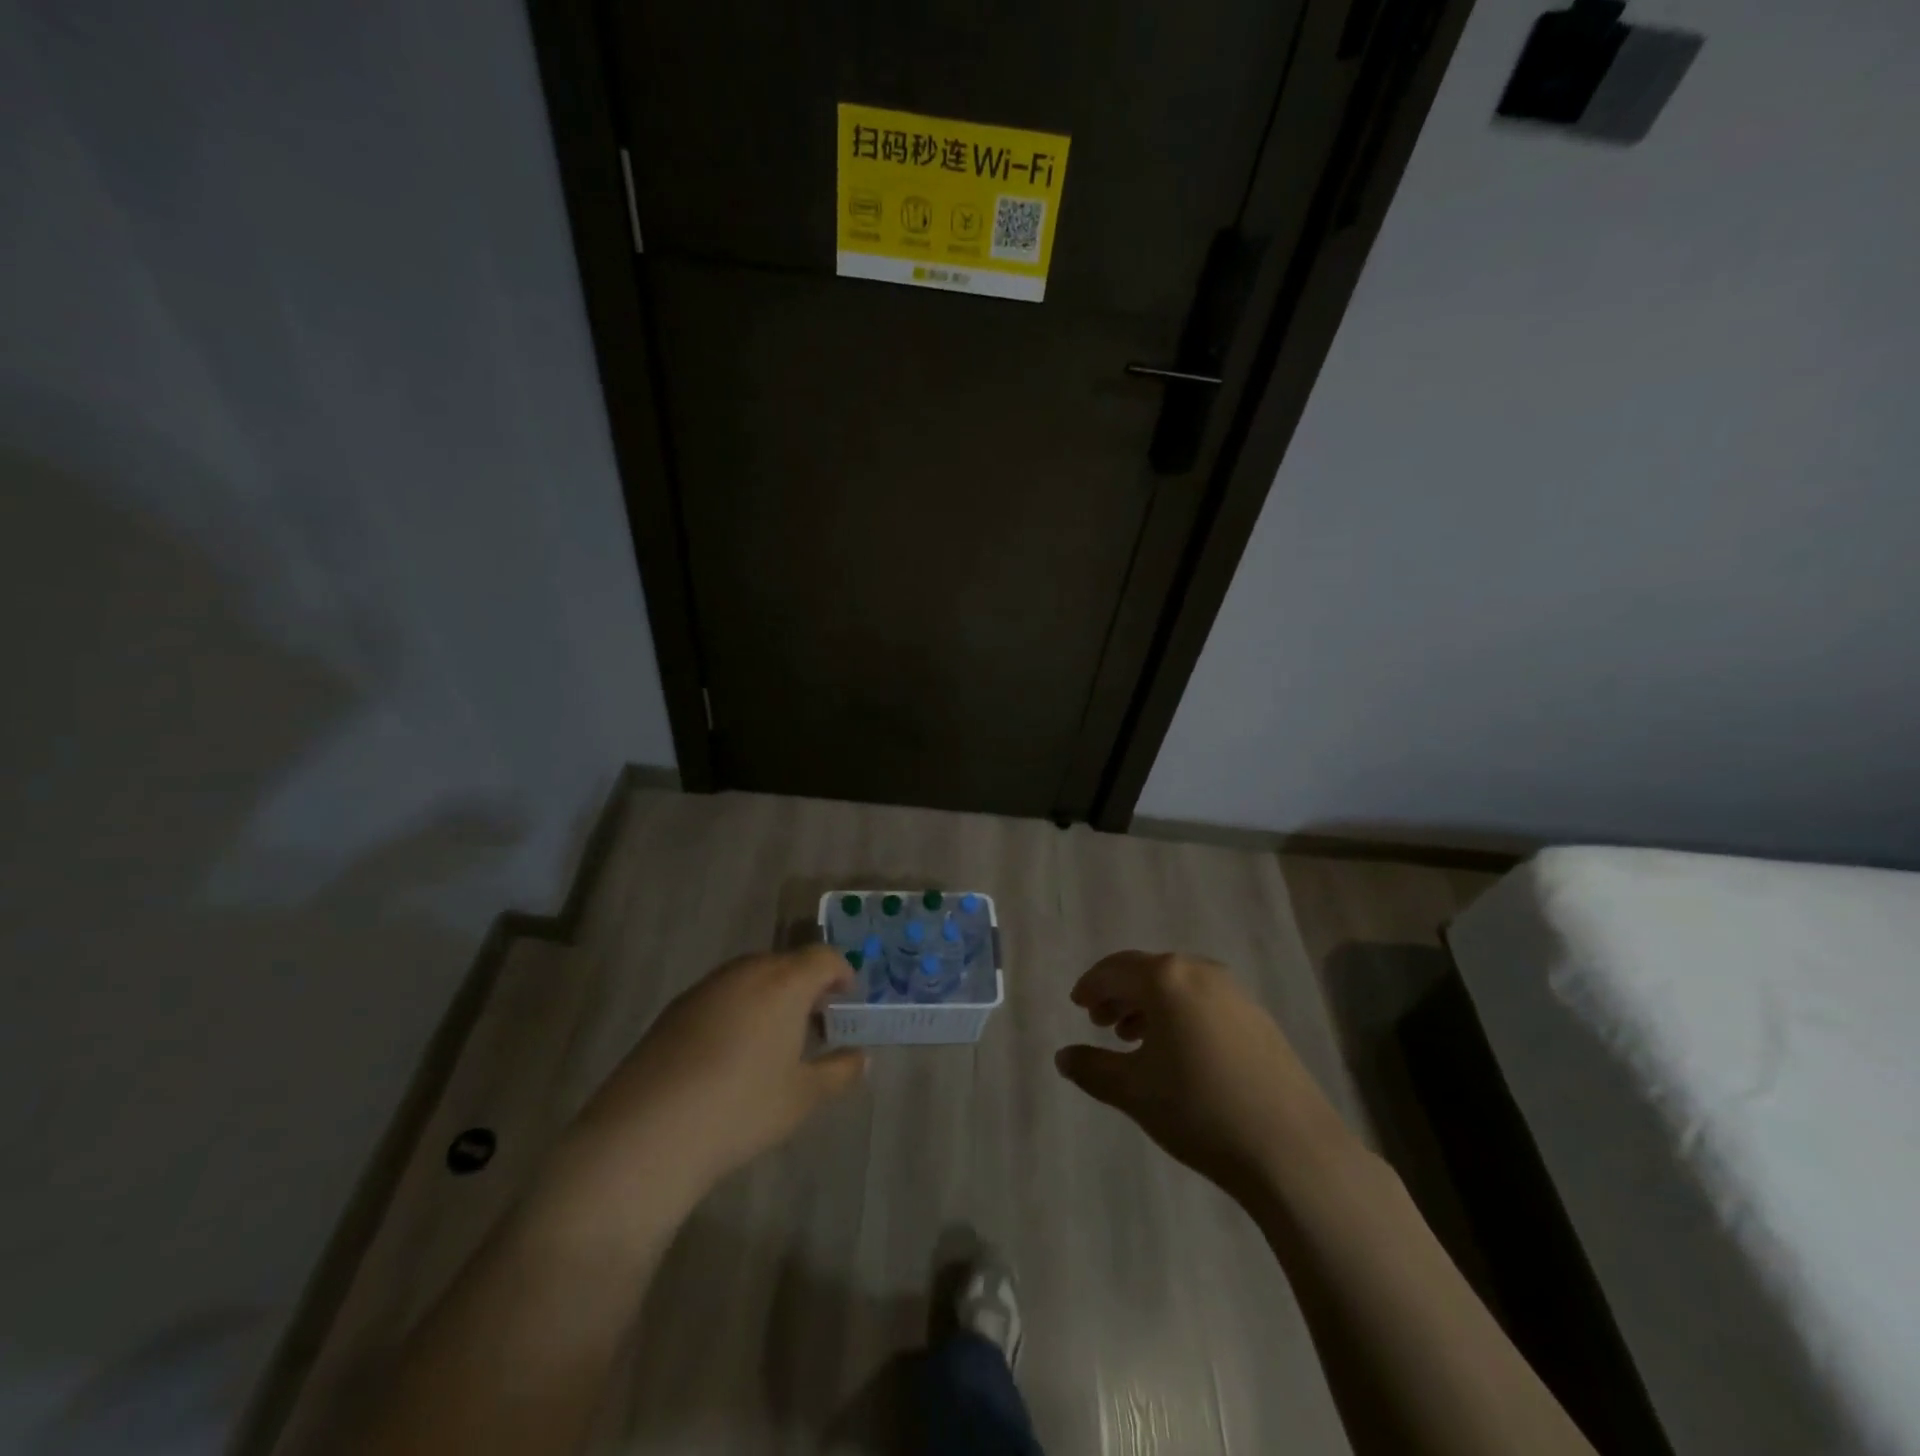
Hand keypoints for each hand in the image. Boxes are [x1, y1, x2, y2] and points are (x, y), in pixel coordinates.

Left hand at [559, 945, 867, 1213]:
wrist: (649, 1132)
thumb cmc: (741, 1108)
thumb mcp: (803, 1097)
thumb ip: (840, 1071)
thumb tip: (860, 1057)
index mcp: (784, 982)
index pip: (823, 957)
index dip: (841, 973)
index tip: (846, 999)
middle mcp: (746, 972)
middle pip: (786, 963)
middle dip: (806, 986)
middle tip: (815, 1022)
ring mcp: (706, 987)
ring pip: (751, 977)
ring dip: (771, 996)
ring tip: (775, 1039)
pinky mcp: (675, 1009)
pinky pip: (722, 994)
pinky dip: (738, 1009)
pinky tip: (732, 1052)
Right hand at [1055, 952, 1351, 1201]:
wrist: (1291, 1150)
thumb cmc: (1198, 1109)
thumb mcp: (1133, 1091)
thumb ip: (1092, 1068)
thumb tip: (1063, 1057)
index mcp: (1166, 978)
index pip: (1116, 969)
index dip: (1091, 985)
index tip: (1077, 1005)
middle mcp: (1201, 972)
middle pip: (1148, 972)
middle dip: (1120, 994)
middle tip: (1099, 1022)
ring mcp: (1236, 994)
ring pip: (1179, 987)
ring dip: (1150, 1006)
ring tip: (1134, 1039)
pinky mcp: (1260, 1020)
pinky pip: (1205, 1003)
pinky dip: (1181, 1015)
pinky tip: (1179, 1053)